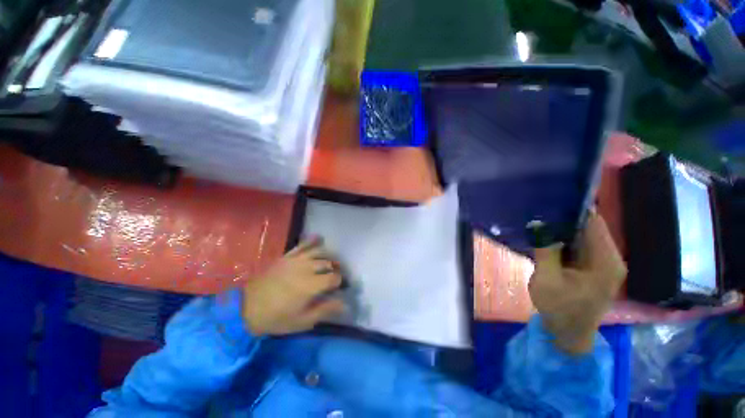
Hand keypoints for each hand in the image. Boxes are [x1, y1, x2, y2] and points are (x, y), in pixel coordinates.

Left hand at [242, 237, 344, 335]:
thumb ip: (325, 310)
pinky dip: (312, 240)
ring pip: (319, 252)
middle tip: (335, 276)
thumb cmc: (276, 317)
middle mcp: (307, 268)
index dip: (340, 282)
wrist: (247, 307)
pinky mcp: (287, 256)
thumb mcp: (302, 321)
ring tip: (330, 262)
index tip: (339, 287)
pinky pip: (303, 245)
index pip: (334, 278)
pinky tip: (319, 238)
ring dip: (328, 256)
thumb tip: (344, 305)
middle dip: (336, 269)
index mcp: (312, 285)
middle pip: (329, 263)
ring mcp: (296, 260)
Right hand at [529, 212, 626, 354]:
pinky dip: (566, 240)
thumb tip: (539, 222)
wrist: (569, 334)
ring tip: (541, 222)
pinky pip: (582, 245)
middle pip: (590, 227)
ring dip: (564, 230)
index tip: (548, 201)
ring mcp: (605, 263)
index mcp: (605, 261)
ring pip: (585, 235)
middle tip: (539, 212)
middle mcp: (611, 258)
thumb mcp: (546, 280)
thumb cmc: (559, 308)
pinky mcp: (596, 267)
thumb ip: (545, 250)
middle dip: (565, 219)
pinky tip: (549, 238)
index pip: (593, 223)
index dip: (572, 210)